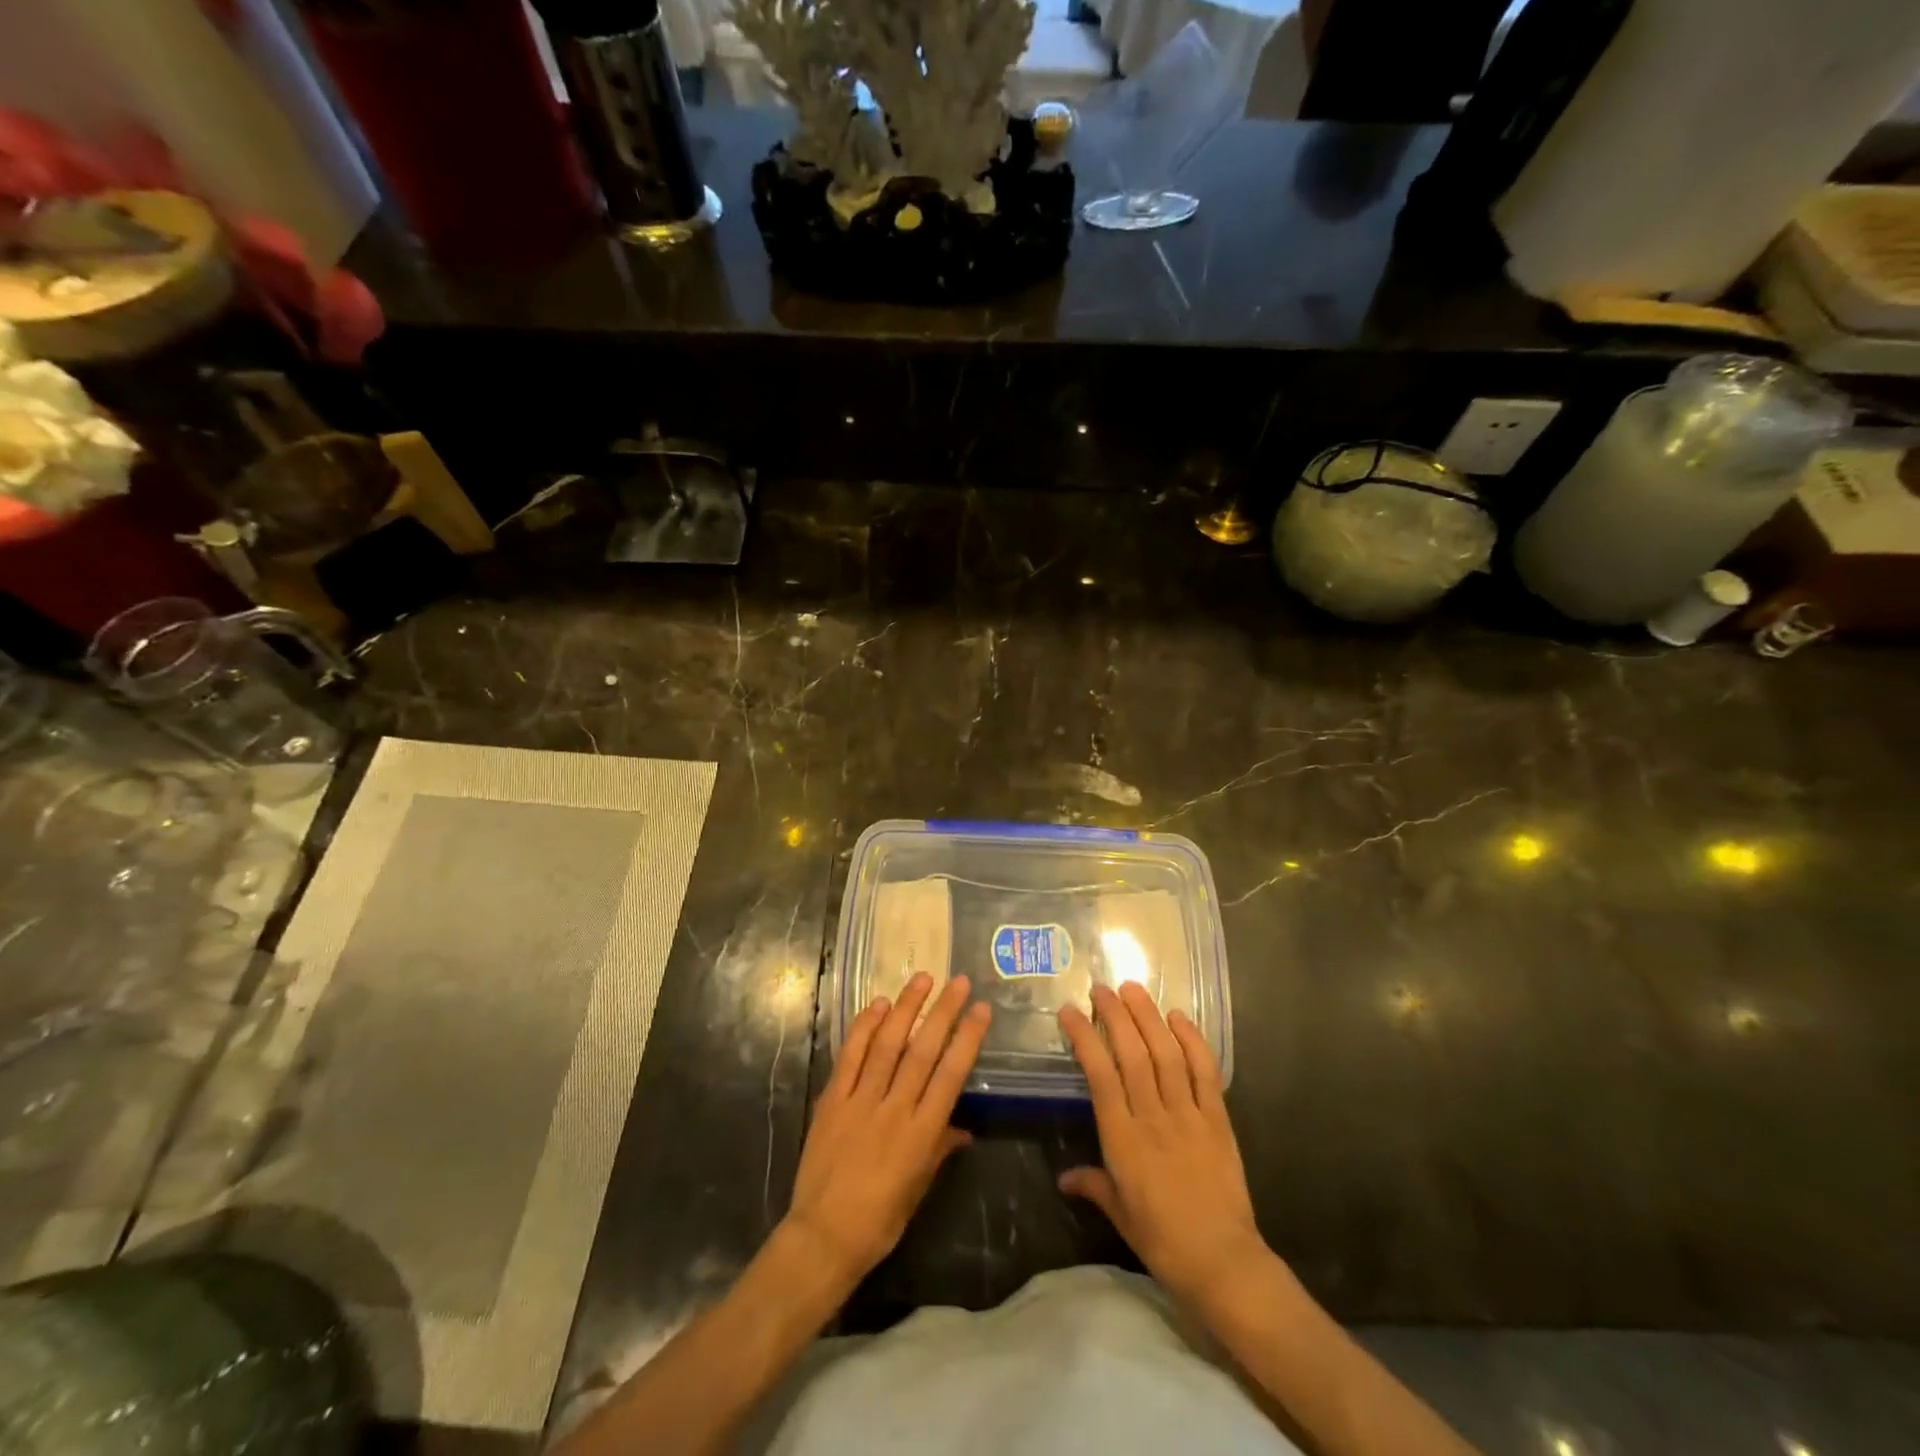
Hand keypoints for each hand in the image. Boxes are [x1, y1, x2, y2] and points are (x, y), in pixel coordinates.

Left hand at [783, 974, 991, 1293]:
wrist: (822, 1237)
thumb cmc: (879, 1220)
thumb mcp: (919, 1188)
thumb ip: (940, 1149)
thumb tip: (964, 1128)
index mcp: (921, 1133)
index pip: (950, 1075)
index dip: (967, 1038)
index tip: (980, 1009)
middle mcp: (894, 1109)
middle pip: (922, 1051)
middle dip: (942, 1012)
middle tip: (958, 981)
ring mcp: (861, 1101)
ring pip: (887, 1044)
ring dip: (905, 1008)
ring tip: (921, 978)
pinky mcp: (833, 1100)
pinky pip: (850, 1056)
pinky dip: (864, 1028)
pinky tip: (877, 1004)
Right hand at [1058, 983, 1269, 1312]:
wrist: (1223, 1262)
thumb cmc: (1162, 1240)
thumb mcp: (1119, 1213)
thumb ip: (1093, 1185)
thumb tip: (1064, 1178)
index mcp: (1122, 1139)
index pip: (1099, 1075)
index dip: (1084, 1038)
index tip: (1070, 1011)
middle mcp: (1153, 1117)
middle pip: (1132, 1054)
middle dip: (1116, 1015)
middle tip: (1102, 988)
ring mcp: (1188, 1115)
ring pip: (1166, 1055)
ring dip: (1149, 1018)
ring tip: (1134, 989)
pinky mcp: (1218, 1119)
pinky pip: (1205, 1073)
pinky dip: (1193, 1041)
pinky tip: (1180, 1017)